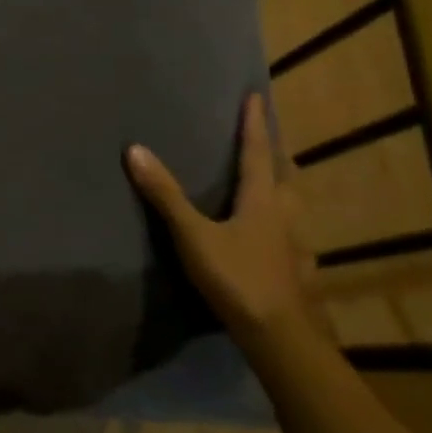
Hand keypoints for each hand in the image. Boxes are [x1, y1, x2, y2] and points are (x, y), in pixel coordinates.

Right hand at [125, 93, 323, 348]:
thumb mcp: (193, 235)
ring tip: (272, 176)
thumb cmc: (237, 278)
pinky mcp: (296, 268)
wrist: (280, 336)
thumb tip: (135, 150)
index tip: (255, 96)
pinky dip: (284, 219)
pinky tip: (276, 233)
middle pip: (283, 174)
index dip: (254, 124)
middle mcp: (285, 215)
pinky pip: (291, 231)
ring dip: (283, 183)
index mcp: (262, 200)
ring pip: (293, 203)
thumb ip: (165, 195)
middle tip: (268, 133)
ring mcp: (294, 244)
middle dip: (276, 150)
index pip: (257, 152)